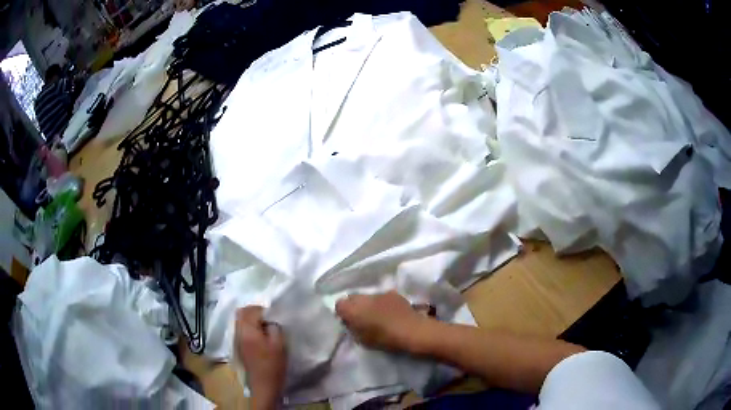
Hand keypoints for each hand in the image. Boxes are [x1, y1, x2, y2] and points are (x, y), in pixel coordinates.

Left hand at [234, 306, 285, 409]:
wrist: (263, 385)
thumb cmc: (273, 365)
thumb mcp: (279, 344)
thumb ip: (274, 327)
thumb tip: (270, 320)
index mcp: (247, 330)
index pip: (251, 310)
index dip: (264, 310)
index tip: (274, 316)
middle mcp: (238, 332)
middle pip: (241, 313)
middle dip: (254, 311)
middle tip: (268, 318)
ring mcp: (236, 340)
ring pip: (240, 321)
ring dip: (251, 319)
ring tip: (265, 327)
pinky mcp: (238, 346)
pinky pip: (241, 329)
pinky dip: (249, 327)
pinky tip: (260, 336)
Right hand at [335, 291, 430, 351]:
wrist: (412, 331)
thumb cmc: (384, 340)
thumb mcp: (362, 340)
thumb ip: (353, 328)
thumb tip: (350, 322)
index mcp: (352, 309)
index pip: (339, 305)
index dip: (342, 313)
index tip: (348, 321)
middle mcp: (363, 297)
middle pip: (352, 297)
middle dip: (354, 306)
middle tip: (360, 318)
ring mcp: (379, 293)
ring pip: (367, 296)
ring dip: (368, 303)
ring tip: (376, 314)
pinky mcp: (393, 293)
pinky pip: (381, 296)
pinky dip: (381, 302)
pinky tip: (388, 312)